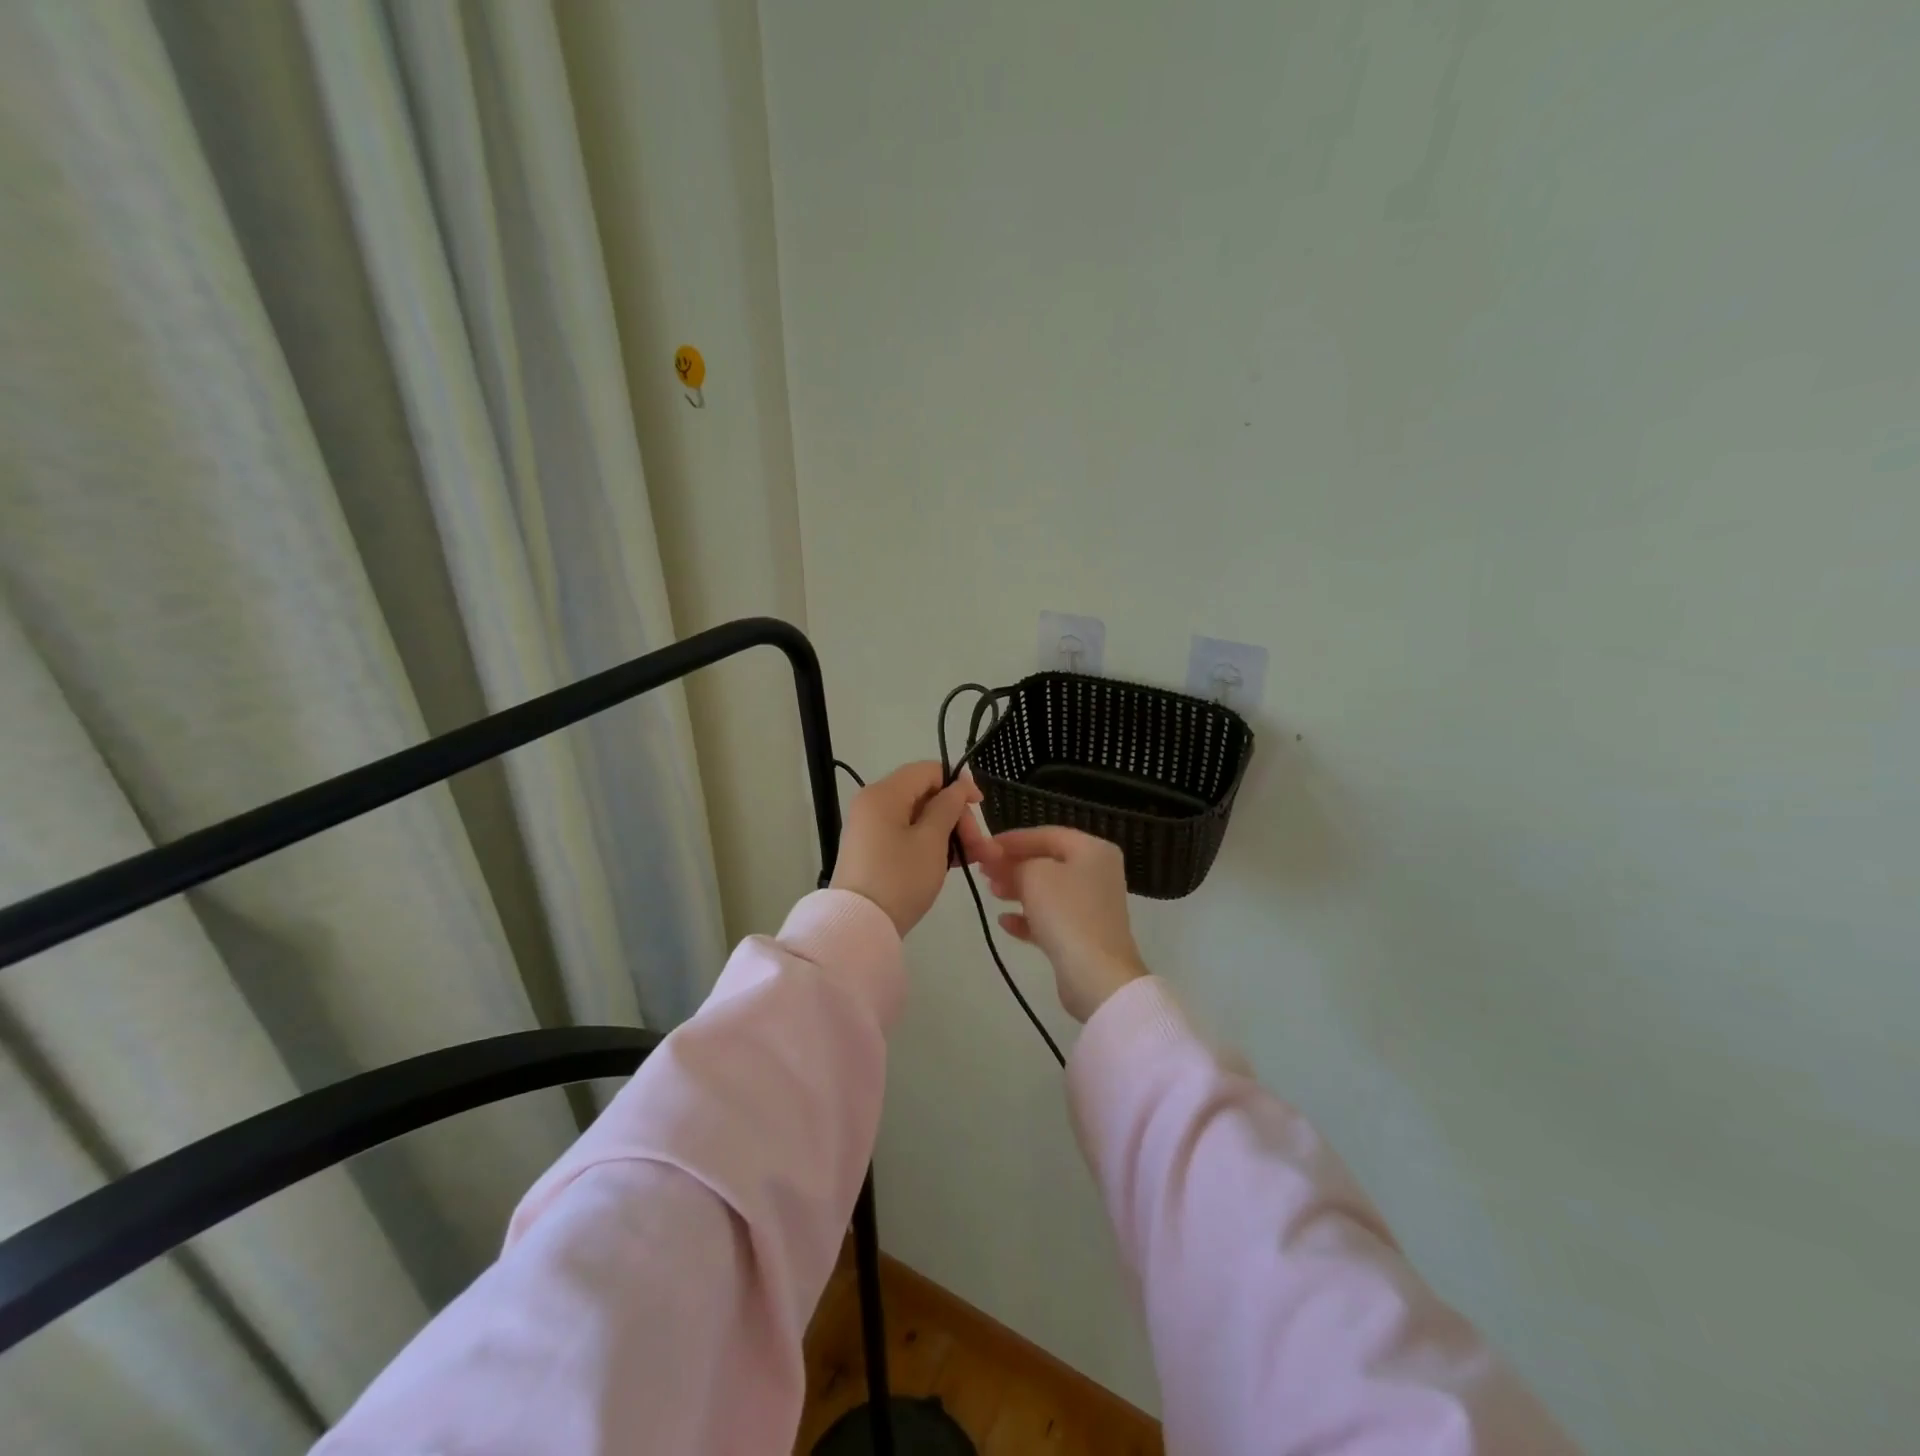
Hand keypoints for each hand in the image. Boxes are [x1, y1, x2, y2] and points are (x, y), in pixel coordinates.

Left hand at [831, 762, 994, 936]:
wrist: (860, 926)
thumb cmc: (900, 878)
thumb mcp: (932, 841)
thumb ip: (948, 807)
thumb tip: (958, 785)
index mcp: (884, 793)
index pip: (928, 770)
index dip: (958, 784)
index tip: (980, 806)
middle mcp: (873, 804)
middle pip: (925, 795)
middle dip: (958, 817)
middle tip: (981, 847)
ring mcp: (871, 828)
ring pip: (919, 818)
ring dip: (950, 834)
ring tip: (976, 859)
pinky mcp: (873, 850)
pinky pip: (907, 835)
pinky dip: (931, 845)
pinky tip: (953, 863)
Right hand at [984, 827, 1147, 1021]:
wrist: (1097, 976)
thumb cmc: (1066, 913)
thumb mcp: (1034, 876)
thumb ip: (1015, 862)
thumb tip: (1001, 862)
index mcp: (1093, 850)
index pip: (1047, 835)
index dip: (1013, 839)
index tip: (984, 847)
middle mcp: (1097, 873)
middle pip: (1048, 861)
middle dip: (1014, 865)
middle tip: (984, 871)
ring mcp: (1092, 906)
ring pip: (1048, 890)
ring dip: (1018, 889)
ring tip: (992, 892)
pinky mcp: (1084, 935)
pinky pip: (1052, 918)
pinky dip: (1028, 917)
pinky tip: (1005, 922)